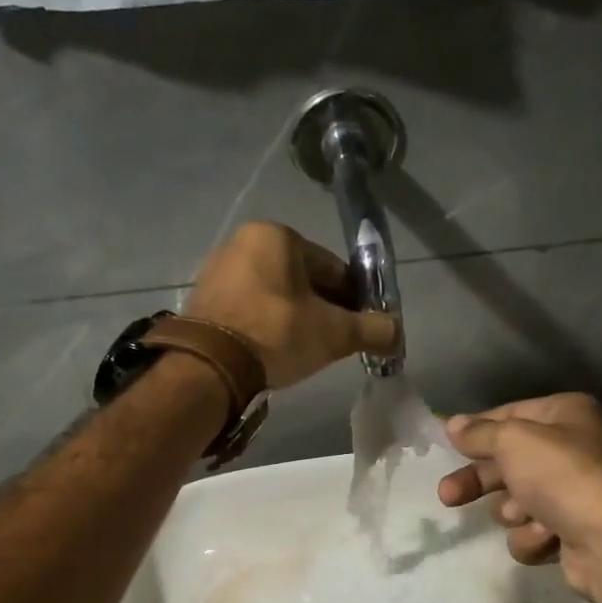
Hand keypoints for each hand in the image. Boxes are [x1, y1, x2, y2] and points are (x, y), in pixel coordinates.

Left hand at [186, 222, 399, 388]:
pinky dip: (266, 324)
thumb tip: (398, 333)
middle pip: (302, 280)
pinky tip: (274, 350)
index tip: (361, 328)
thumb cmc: (276, 335)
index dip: (353, 300)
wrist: (209, 367)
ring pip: (275, 295)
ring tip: (304, 351)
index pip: (332, 267)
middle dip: (323, 309)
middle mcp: (244, 242)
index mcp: (277, 235)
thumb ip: (372, 330)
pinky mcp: (203, 298)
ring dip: (295, 318)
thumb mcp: (334, 333)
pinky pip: (249, 307)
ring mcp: (219, 269)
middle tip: (335, 343)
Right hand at [437, 393, 601, 602]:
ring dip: (513, 511)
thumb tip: (452, 423)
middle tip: (448, 494)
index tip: (446, 443)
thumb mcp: (514, 441)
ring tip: (525, 515)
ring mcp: (572, 493)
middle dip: (479, 481)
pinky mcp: (571, 532)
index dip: (476, 430)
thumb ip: (479, 433)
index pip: (508, 415)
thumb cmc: (563, 476)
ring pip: (515, 501)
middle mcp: (571, 448)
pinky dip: (533, 536)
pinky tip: (547, 536)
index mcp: (565, 415)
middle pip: (506, 461)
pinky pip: (531, 531)